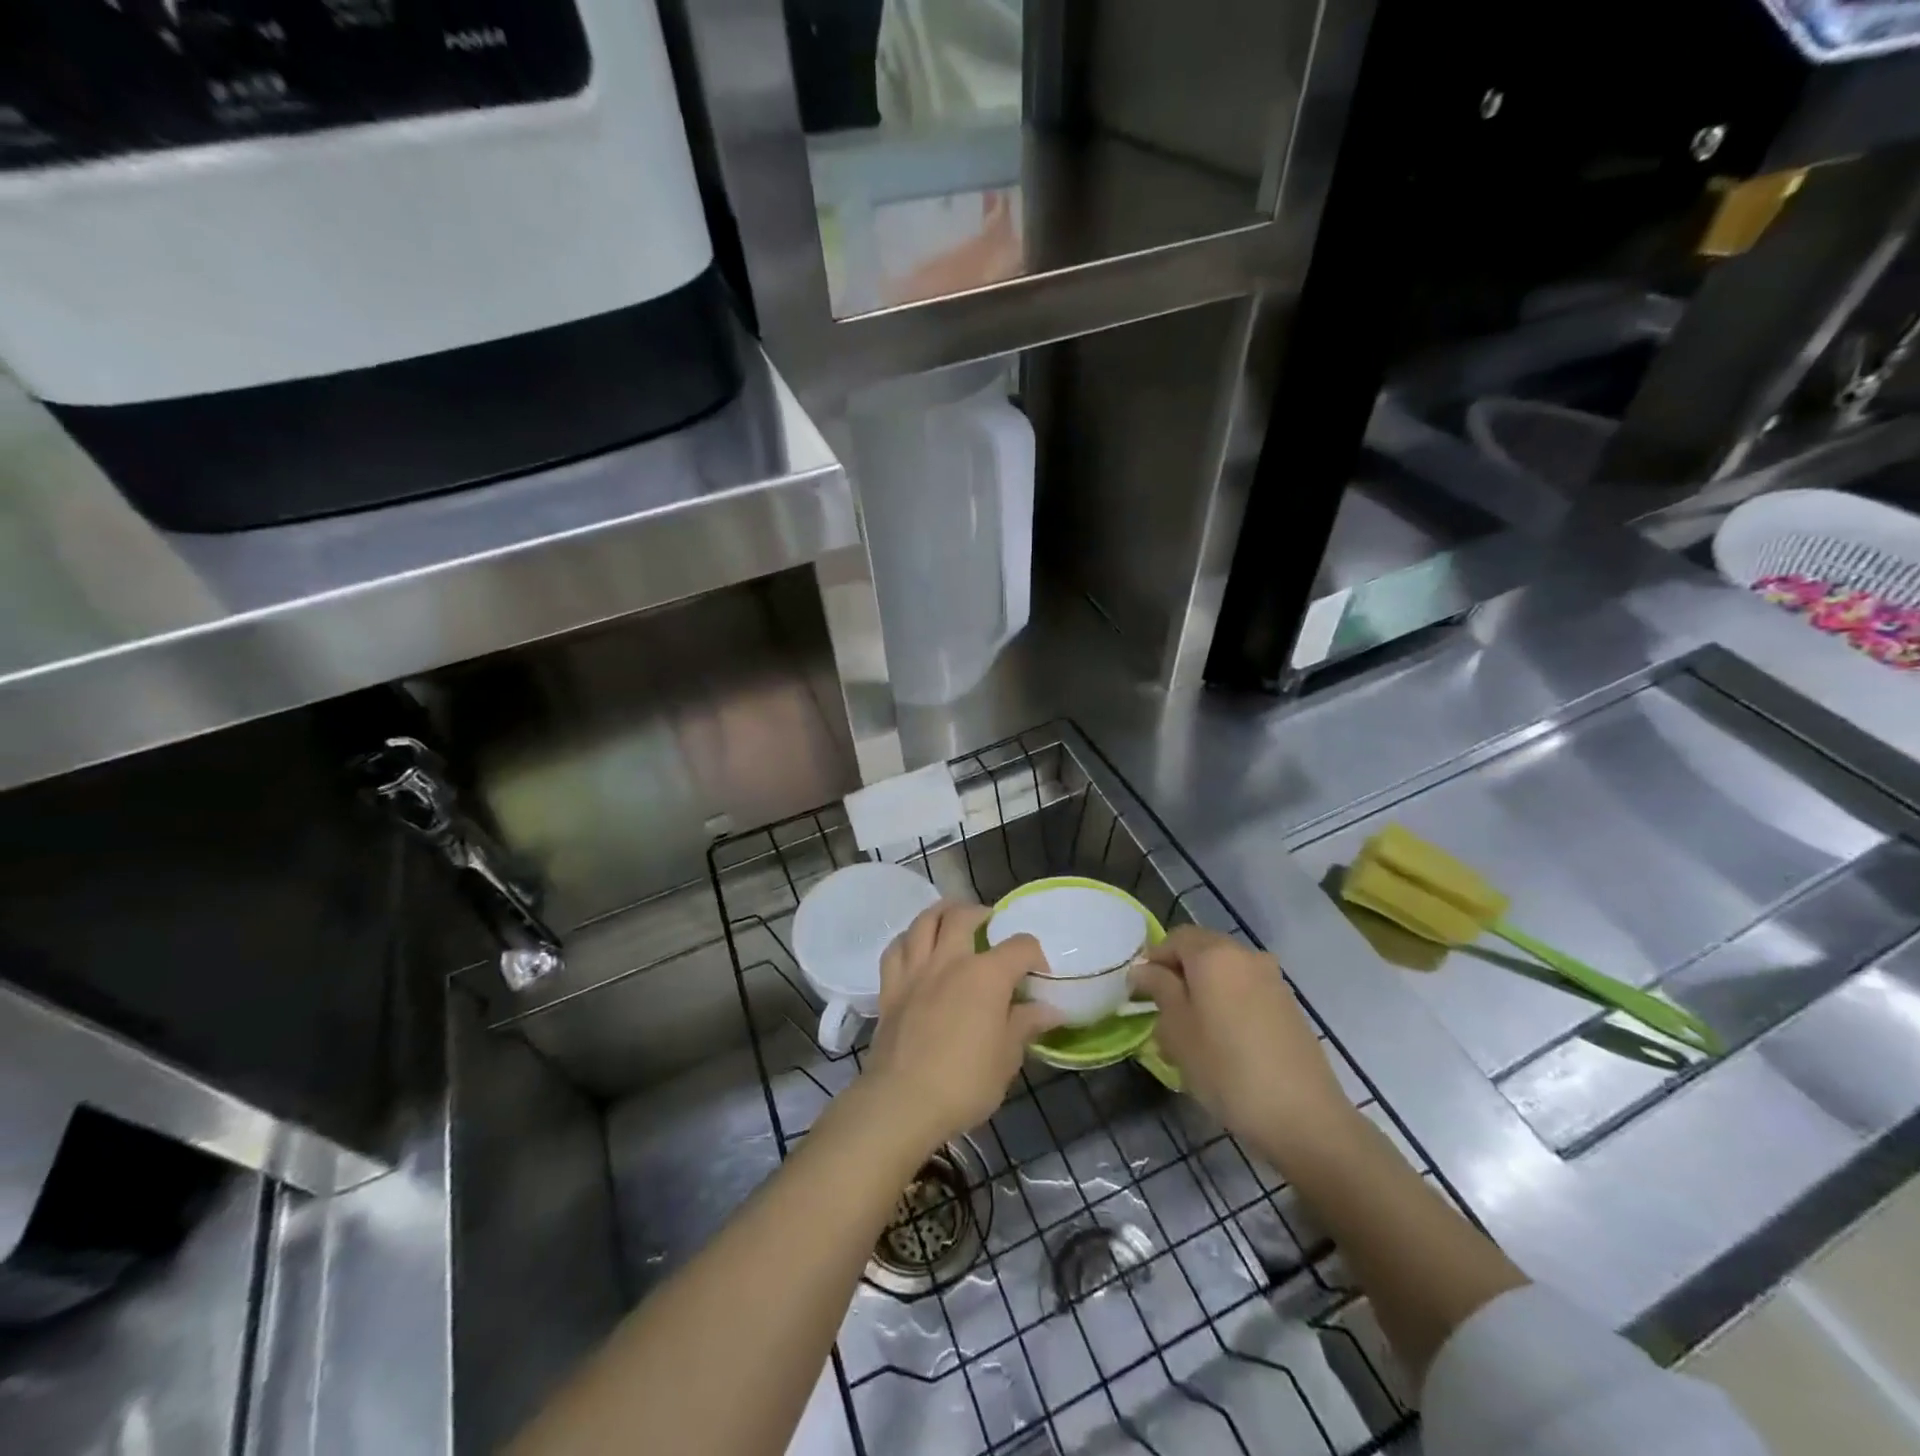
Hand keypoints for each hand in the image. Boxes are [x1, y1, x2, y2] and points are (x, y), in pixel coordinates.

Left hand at [856, 901, 1061, 1157]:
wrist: (902, 1101)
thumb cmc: (964, 1082)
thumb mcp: (1007, 1058)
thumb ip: (1025, 1024)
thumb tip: (1050, 1010)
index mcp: (986, 975)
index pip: (1019, 946)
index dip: (1034, 954)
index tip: (1038, 973)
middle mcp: (950, 961)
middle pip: (963, 916)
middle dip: (981, 913)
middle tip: (990, 924)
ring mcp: (915, 971)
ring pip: (924, 921)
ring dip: (941, 912)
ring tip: (952, 917)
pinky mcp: (890, 987)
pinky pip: (896, 949)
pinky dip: (908, 939)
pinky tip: (914, 945)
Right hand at [1132, 926, 1352, 1159]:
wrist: (1304, 1116)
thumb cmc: (1226, 1069)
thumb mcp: (1178, 1030)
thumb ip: (1159, 989)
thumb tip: (1143, 969)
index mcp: (1214, 954)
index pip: (1174, 938)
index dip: (1153, 960)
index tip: (1139, 993)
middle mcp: (1245, 955)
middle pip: (1202, 951)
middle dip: (1178, 975)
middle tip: (1162, 1013)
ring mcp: (1272, 979)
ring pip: (1225, 973)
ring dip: (1203, 991)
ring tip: (1191, 1033)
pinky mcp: (1289, 1006)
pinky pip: (1246, 991)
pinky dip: (1228, 1004)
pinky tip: (1223, 1043)